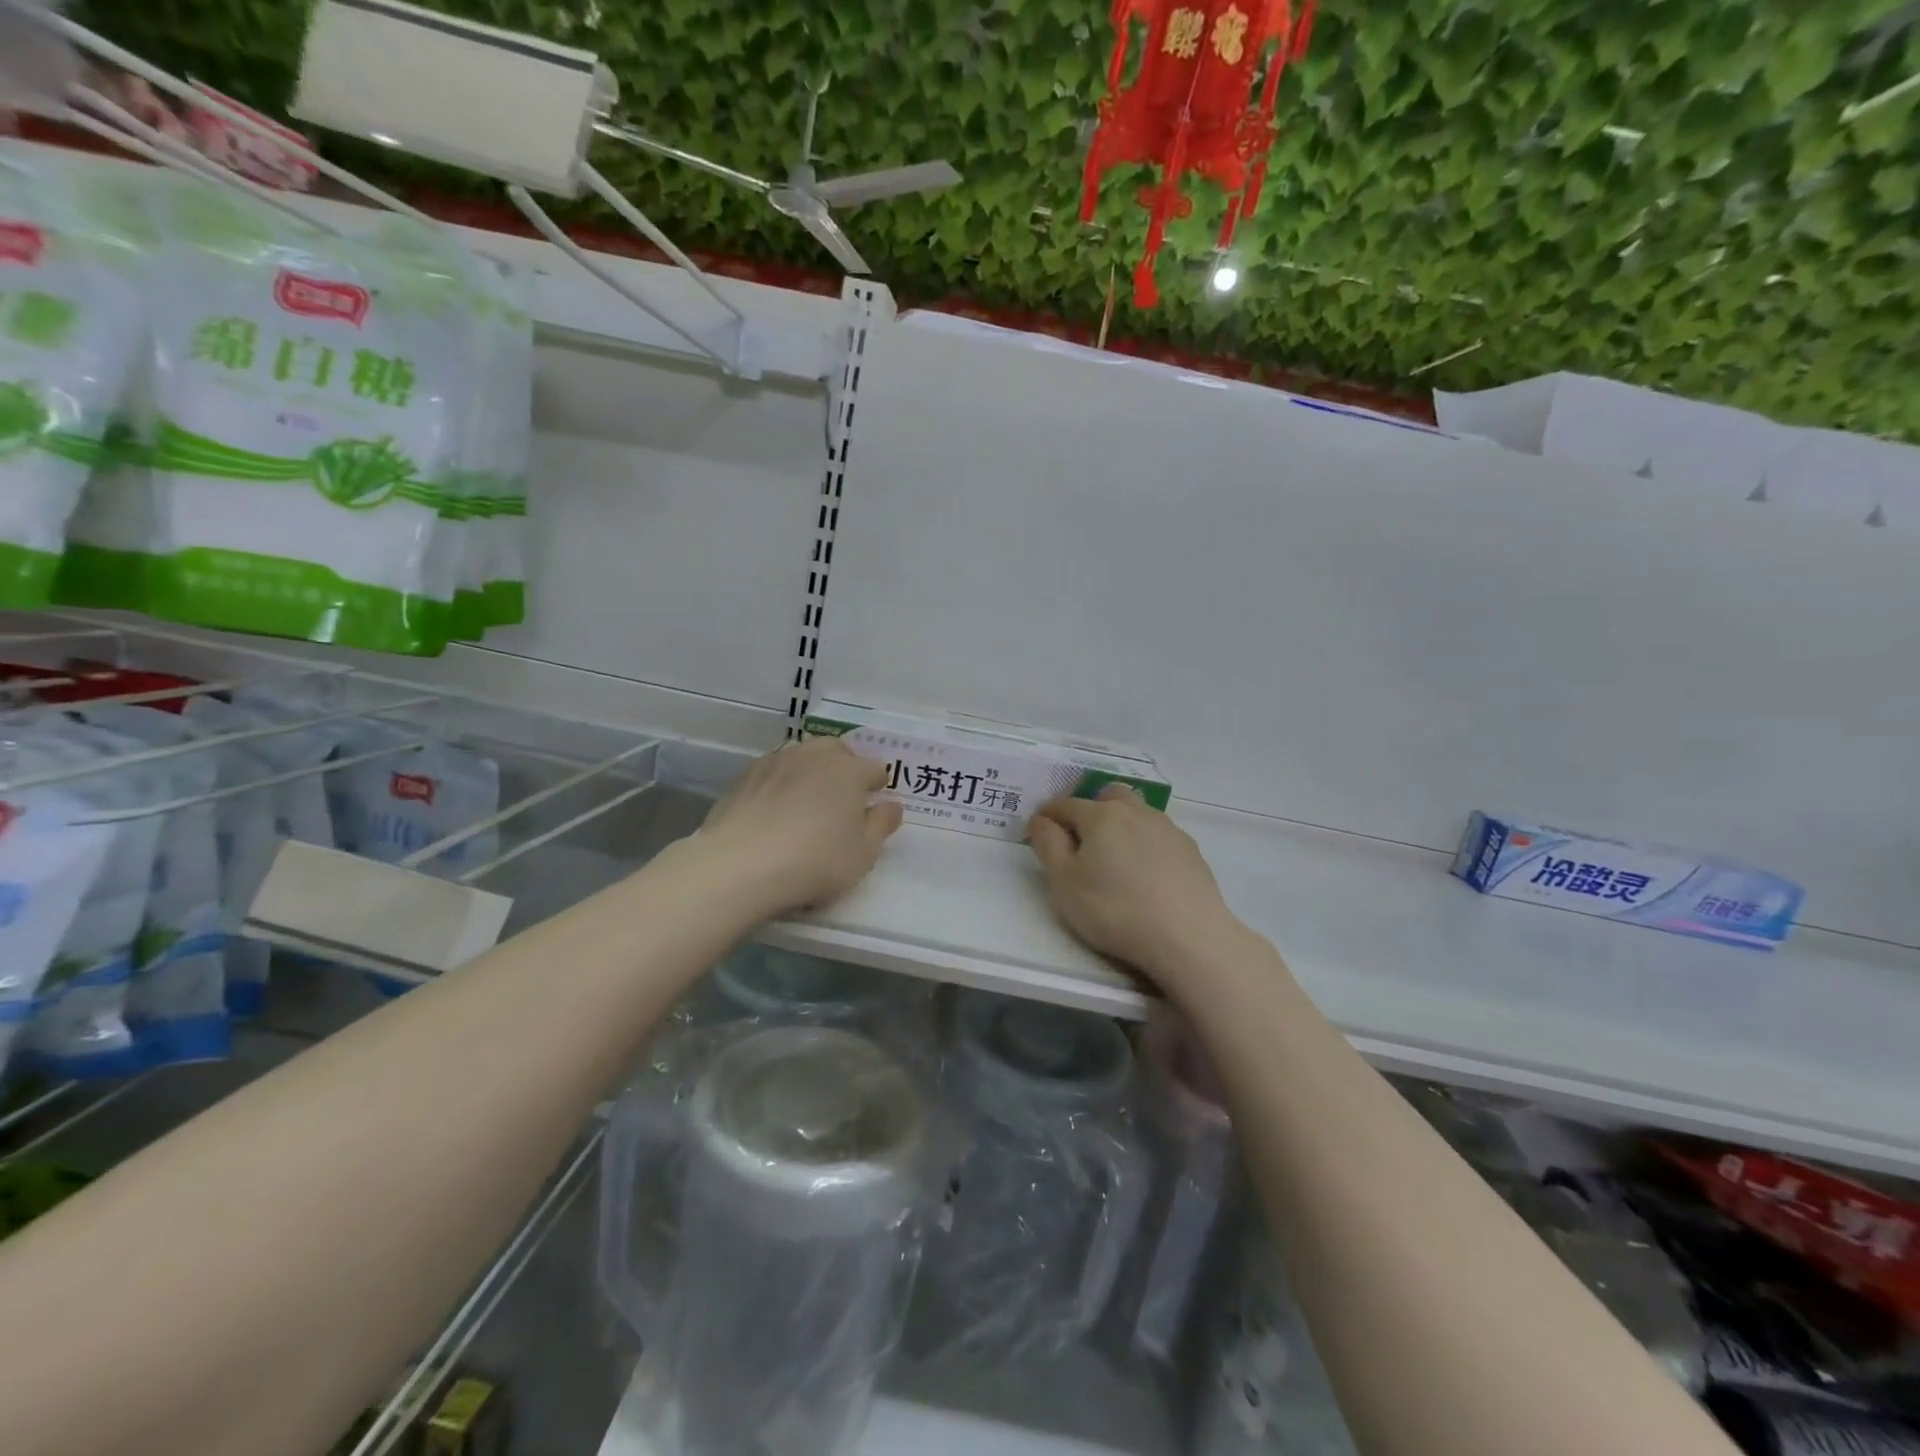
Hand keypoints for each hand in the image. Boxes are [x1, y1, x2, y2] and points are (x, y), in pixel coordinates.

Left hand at [699, 738, 903, 915]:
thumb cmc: (815, 861)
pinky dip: (781, 783)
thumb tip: (892, 805)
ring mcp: (776, 762)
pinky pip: (774, 772)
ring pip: (803, 756)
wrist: (740, 865)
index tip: (873, 805)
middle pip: (837, 751)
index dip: (878, 786)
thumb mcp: (863, 853)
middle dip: (845, 768)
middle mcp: (815, 756)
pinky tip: (775, 809)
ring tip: (808, 801)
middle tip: (842, 800)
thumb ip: (882, 825)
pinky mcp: (745, 776)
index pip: (875, 769)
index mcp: (849, 770)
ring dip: (811, 771)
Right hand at [1028, 786, 1239, 977]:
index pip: (1065, 805)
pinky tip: (1145, 874)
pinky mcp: (1190, 851)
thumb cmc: (1115, 910)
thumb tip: (1042, 820)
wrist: (1188, 937)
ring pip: (1137, 812)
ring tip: (1114, 858)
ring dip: (1120, 824)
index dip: (1046, 817)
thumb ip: (1048, 845)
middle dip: (1090, 808)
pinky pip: (1158, 835)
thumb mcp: (1064, 882)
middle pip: (1108, 796)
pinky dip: (1145, 844)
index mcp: (1101, 815)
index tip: (1037, 834)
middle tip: (1080, 840)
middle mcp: (1136, 812)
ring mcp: (1168, 829)